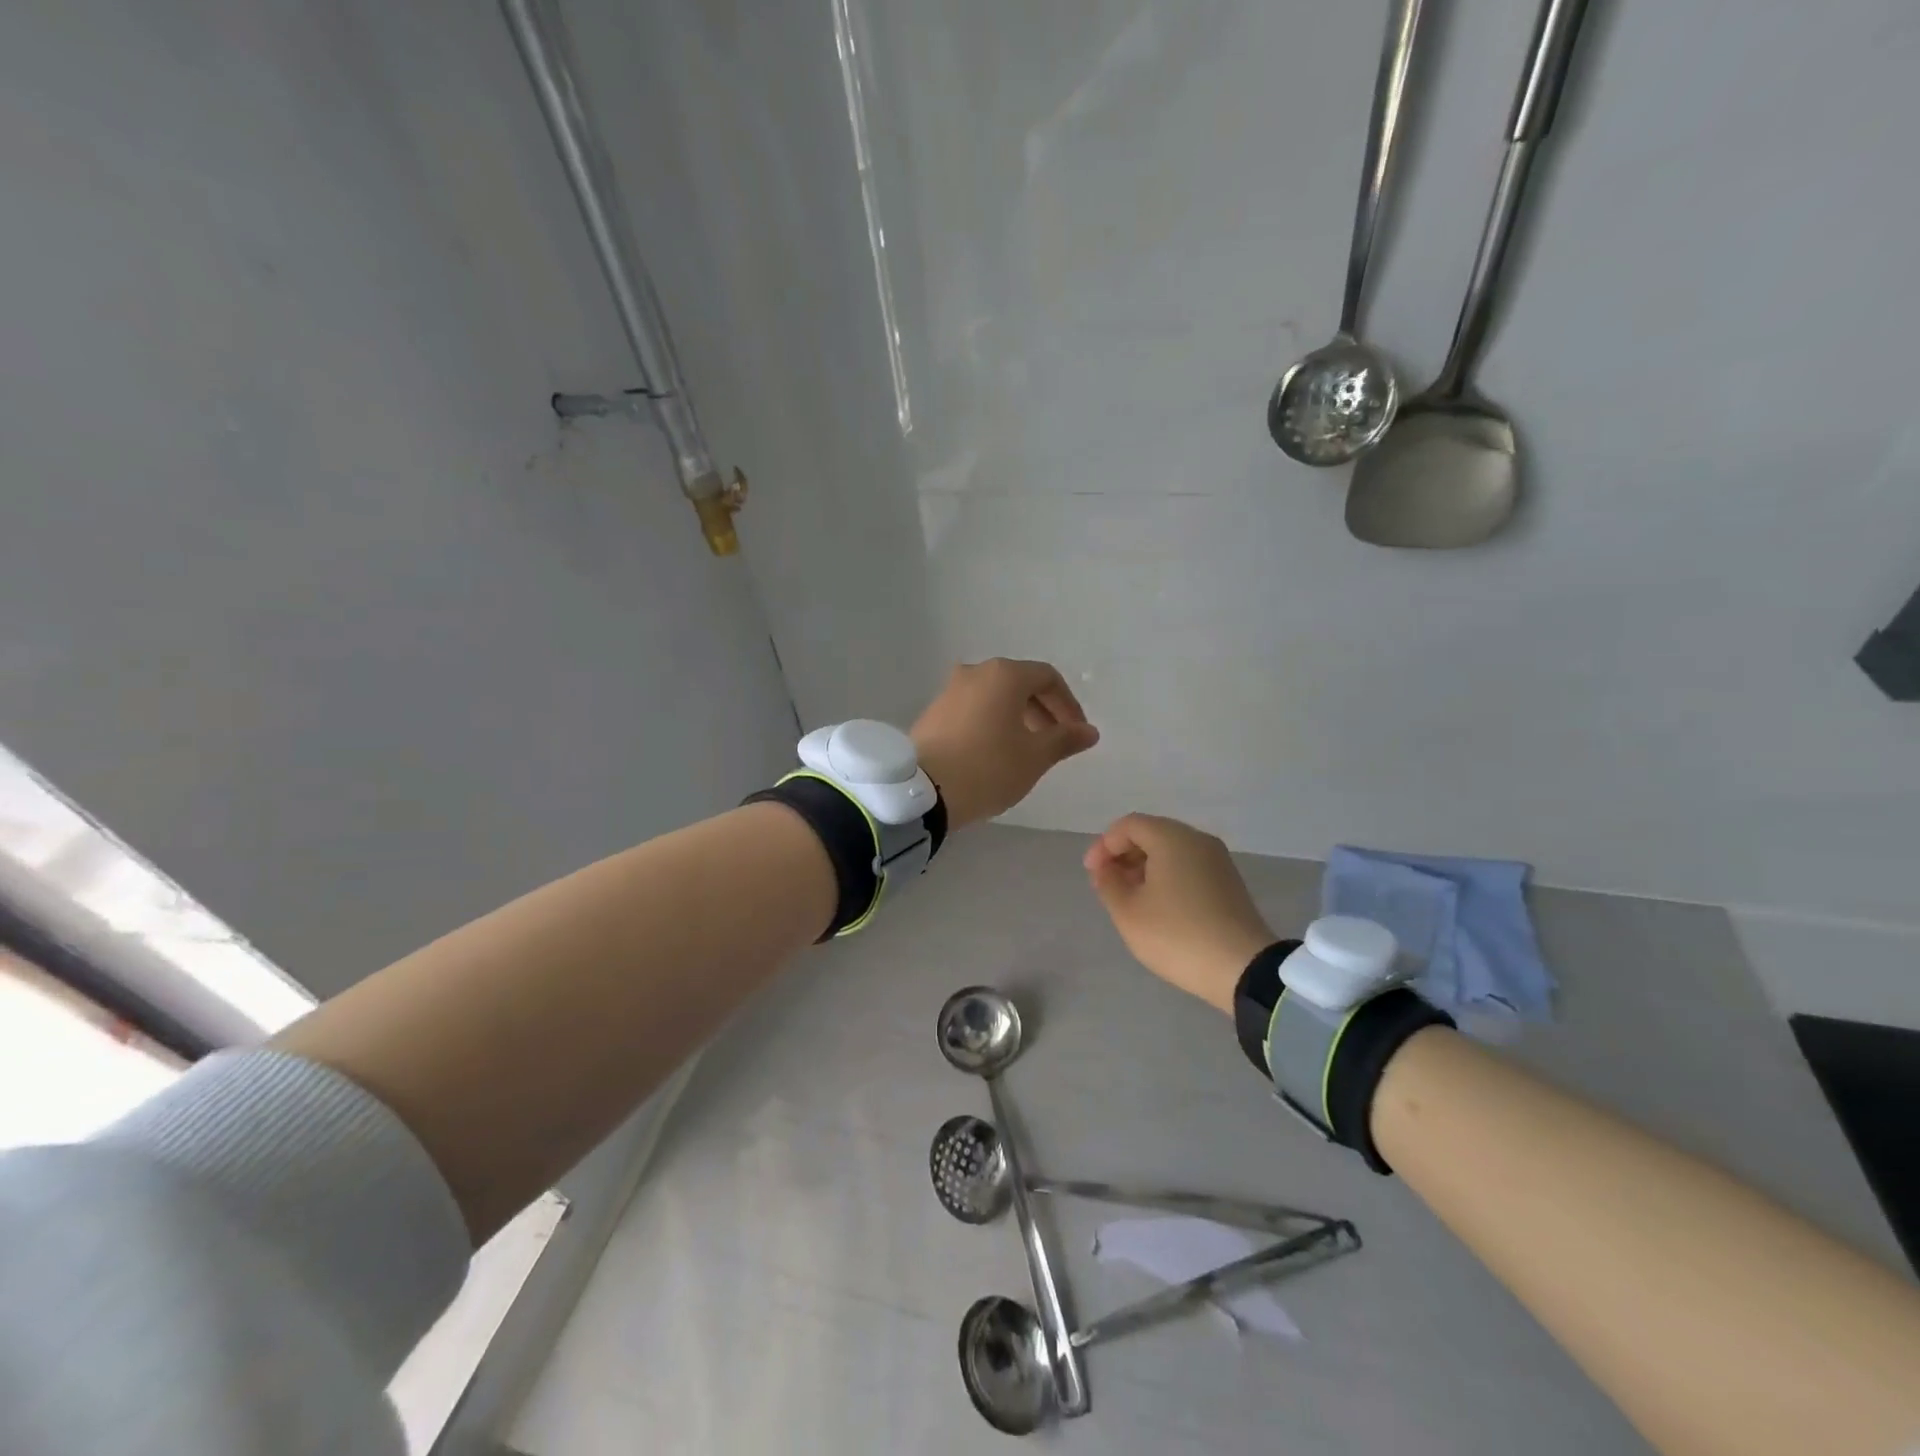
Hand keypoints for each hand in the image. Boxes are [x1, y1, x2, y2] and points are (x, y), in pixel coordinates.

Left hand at [910, 659, 1099, 830]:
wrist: (922, 790)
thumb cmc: (988, 768)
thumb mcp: (1035, 757)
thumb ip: (1065, 739)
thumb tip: (1088, 731)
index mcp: (1004, 675)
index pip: (1048, 678)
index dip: (1068, 705)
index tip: (1076, 733)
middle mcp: (975, 672)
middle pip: (1019, 684)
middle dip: (1042, 711)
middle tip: (1054, 743)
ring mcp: (949, 690)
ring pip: (994, 697)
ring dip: (1016, 718)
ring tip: (1025, 751)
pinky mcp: (933, 712)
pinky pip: (973, 709)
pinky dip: (991, 723)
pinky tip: (994, 753)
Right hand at [1085, 814, 1274, 1013]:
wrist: (1243, 968)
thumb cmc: (1177, 935)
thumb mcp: (1128, 912)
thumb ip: (1109, 883)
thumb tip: (1106, 869)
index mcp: (1171, 838)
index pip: (1129, 825)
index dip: (1104, 845)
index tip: (1092, 874)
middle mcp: (1197, 840)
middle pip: (1151, 833)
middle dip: (1123, 854)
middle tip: (1106, 884)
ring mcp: (1218, 860)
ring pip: (1171, 850)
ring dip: (1144, 866)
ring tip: (1129, 897)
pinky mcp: (1229, 882)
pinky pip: (1189, 866)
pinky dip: (1167, 876)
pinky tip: (1158, 905)